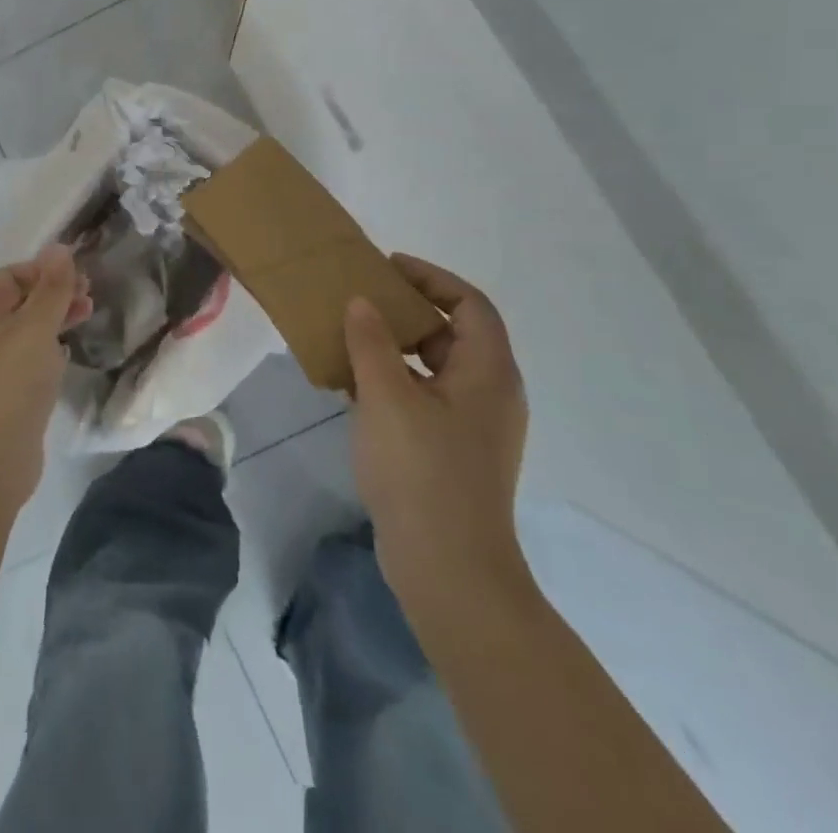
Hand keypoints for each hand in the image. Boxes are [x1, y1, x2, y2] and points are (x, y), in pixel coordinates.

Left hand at [0, 245, 91, 505]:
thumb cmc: (11, 384)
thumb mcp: (36, 329)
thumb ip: (51, 289)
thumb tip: (60, 248)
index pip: (13, 274)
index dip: (46, 271)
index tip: (81, 278)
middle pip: (21, 298)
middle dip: (55, 293)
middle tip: (91, 296)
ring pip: (27, 327)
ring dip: (56, 317)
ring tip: (88, 316)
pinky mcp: (6, 388)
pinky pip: (29, 355)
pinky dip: (50, 346)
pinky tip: (69, 350)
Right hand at [344, 254, 531, 620]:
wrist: (448, 569)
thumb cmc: (422, 472)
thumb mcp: (387, 397)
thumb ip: (372, 342)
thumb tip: (361, 302)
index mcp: (489, 373)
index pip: (471, 304)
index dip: (432, 278)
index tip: (387, 267)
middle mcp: (489, 394)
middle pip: (452, 333)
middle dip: (407, 310)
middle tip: (360, 297)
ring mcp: (472, 426)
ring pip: (433, 367)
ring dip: (394, 346)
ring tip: (348, 335)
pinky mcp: (452, 451)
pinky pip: (423, 396)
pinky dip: (392, 380)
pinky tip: (352, 384)